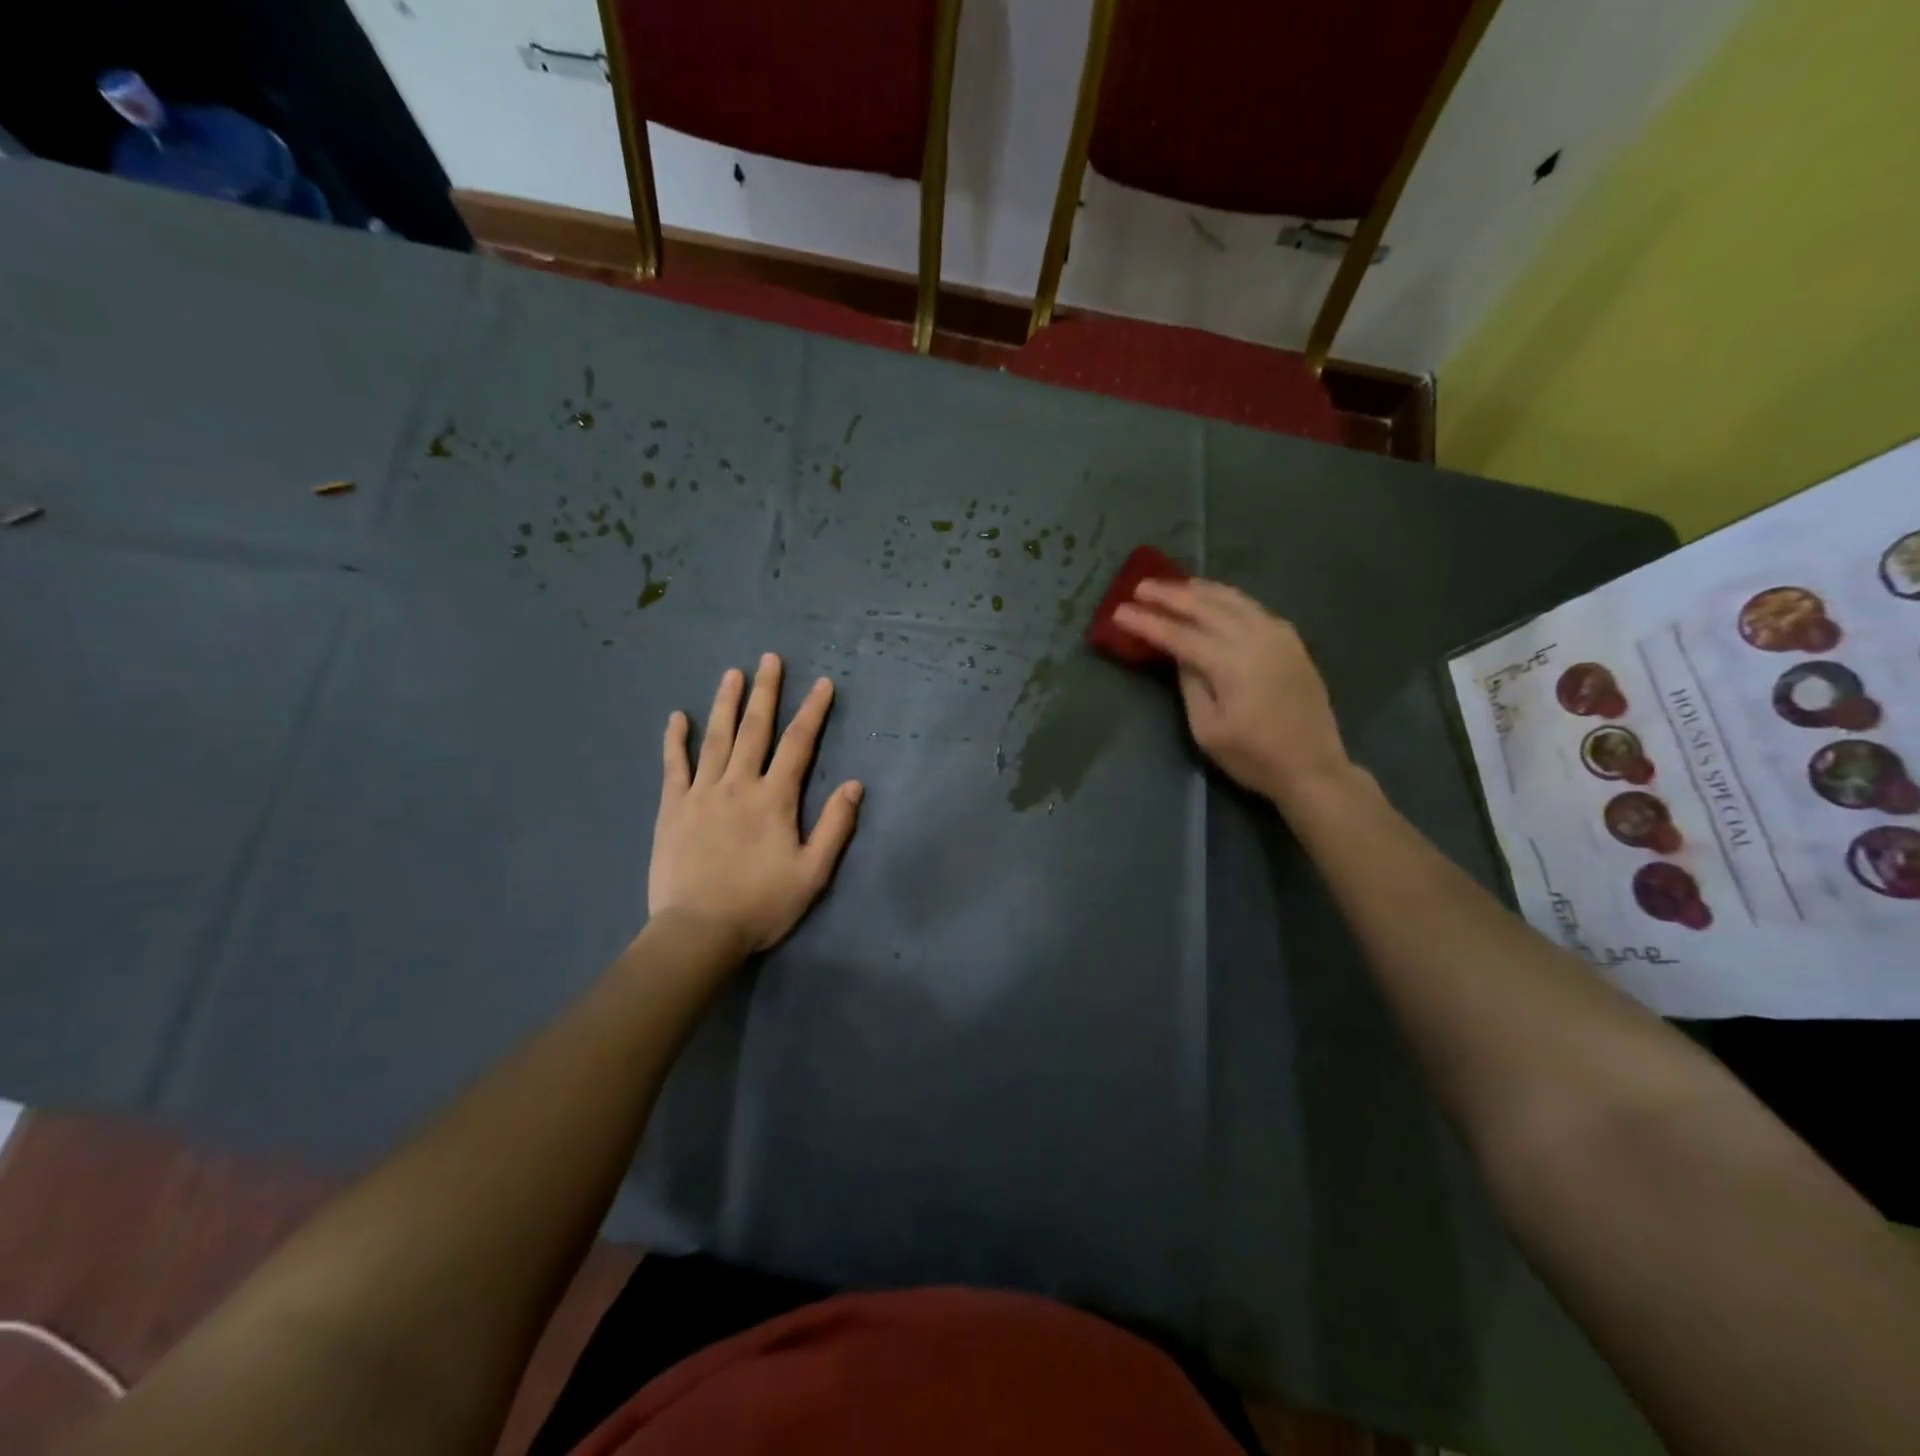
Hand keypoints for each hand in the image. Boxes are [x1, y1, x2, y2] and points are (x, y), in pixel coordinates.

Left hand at [649, 654, 862, 955]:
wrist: (698, 932)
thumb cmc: (761, 904)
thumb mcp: (813, 872)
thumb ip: (834, 826)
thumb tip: (856, 784)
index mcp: (775, 799)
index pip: (799, 744)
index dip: (813, 712)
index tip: (823, 683)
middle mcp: (738, 785)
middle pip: (755, 729)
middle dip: (766, 692)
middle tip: (770, 658)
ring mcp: (701, 793)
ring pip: (716, 738)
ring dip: (726, 703)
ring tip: (732, 673)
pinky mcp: (673, 808)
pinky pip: (674, 766)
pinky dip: (675, 740)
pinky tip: (677, 717)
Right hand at [1113, 578, 1352, 808]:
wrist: (1313, 767)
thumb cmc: (1254, 756)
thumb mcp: (1208, 729)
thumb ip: (1190, 685)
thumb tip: (1181, 655)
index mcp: (1231, 663)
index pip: (1179, 634)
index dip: (1147, 622)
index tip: (1119, 611)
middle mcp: (1256, 637)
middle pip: (1205, 606)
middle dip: (1169, 595)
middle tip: (1140, 587)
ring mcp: (1278, 635)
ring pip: (1232, 599)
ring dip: (1199, 589)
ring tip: (1173, 584)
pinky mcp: (1290, 640)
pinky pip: (1252, 607)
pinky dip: (1226, 597)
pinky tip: (1214, 597)